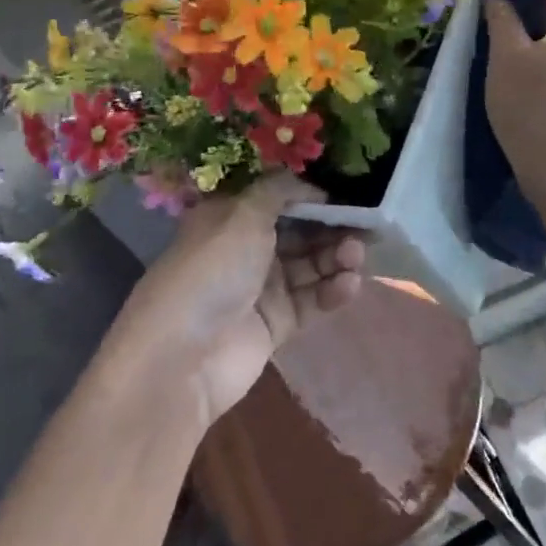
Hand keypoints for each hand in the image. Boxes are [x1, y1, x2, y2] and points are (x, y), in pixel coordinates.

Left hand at [107, 175, 362, 426]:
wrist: (181, 360)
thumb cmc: (211, 272)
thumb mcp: (242, 215)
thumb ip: (279, 191)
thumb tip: (310, 185)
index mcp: (230, 219)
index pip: (278, 200)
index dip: (311, 197)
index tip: (345, 196)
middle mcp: (246, 250)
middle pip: (300, 232)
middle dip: (331, 228)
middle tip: (364, 227)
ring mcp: (261, 289)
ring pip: (310, 265)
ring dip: (336, 257)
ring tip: (356, 257)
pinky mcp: (276, 324)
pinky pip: (312, 300)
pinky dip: (332, 291)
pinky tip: (349, 285)